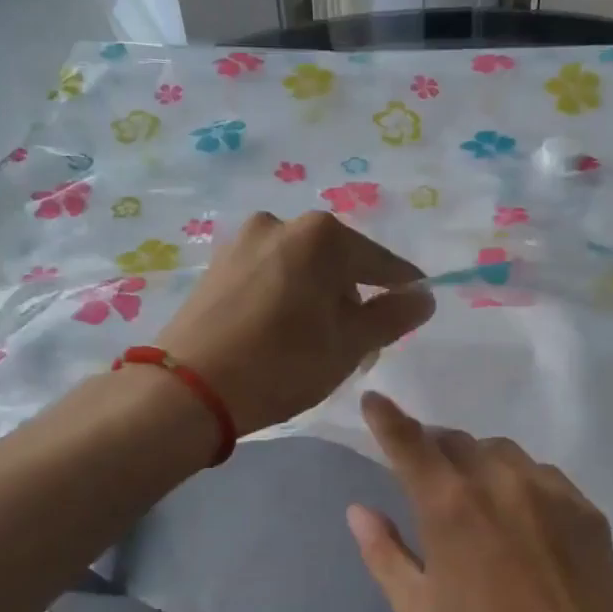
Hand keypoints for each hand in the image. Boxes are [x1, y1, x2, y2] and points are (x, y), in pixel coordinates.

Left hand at [155, 212, 434, 434]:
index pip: (380, 262)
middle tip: (356, 342)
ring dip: (318, 298)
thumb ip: (392, 317)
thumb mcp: (348, 345)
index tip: (416, 305)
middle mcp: (281, 223)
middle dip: (352, 298)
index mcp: (320, 236)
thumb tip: (424, 296)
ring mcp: (244, 242)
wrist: (188, 388)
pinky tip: (281, 332)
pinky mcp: (218, 265)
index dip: (402, 287)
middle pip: (337, 263)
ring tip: (315, 342)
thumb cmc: (281, 364)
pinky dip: (286, 298)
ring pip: (301, 269)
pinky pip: (270, 276)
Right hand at [345, 392, 612, 611]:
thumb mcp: (418, 611)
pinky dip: (520, 482)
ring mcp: (550, 492)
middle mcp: (500, 482)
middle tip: (428, 479)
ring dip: (478, 463)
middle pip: (457, 441)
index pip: (410, 443)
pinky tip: (522, 520)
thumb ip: (384, 552)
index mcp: (450, 506)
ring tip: (477, 500)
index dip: (388, 418)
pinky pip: (542, 475)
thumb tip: (359, 509)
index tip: (374, 399)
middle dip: (434, 449)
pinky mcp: (586, 509)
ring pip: (502, 452)